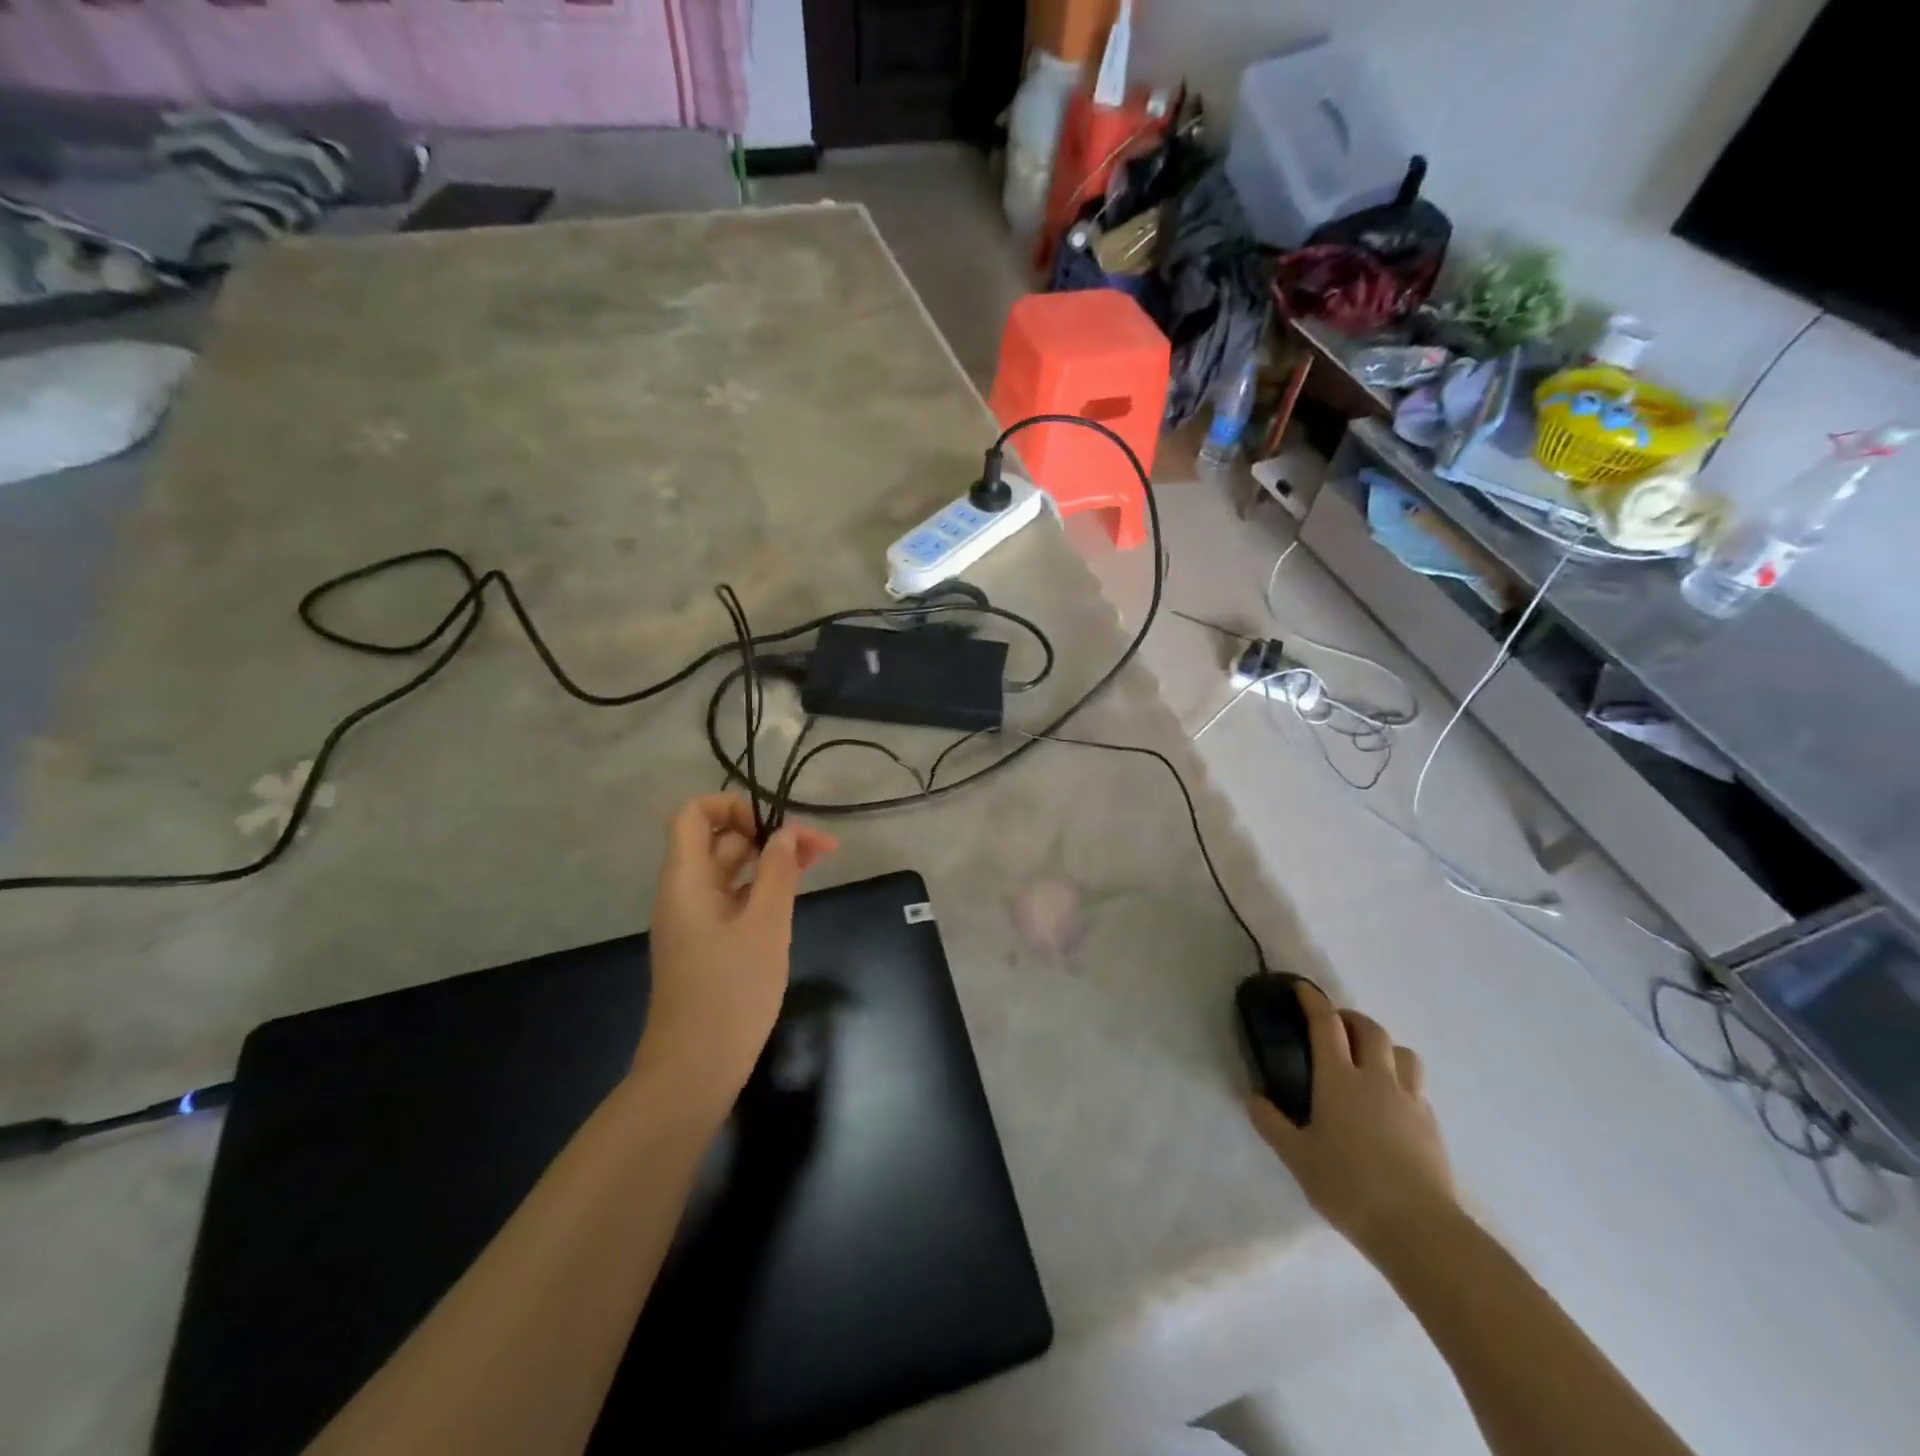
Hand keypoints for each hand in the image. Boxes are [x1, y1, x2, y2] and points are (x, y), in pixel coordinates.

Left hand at [633, 795, 837, 1117]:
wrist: (695, 1068)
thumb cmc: (730, 991)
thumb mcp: (765, 924)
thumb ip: (778, 871)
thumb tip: (788, 833)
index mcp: (686, 879)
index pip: (694, 814)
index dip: (732, 807)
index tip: (772, 828)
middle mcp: (686, 891)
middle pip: (720, 841)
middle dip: (768, 834)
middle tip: (820, 846)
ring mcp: (697, 919)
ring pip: (732, 870)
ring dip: (771, 860)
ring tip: (818, 861)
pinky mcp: (709, 943)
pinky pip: (735, 898)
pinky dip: (763, 888)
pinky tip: (795, 893)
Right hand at [1248, 981, 1455, 1258]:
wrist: (1419, 1230)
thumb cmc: (1349, 1186)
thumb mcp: (1297, 1157)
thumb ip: (1272, 1123)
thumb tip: (1252, 1097)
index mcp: (1339, 1080)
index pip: (1326, 1024)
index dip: (1313, 1001)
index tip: (1302, 989)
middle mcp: (1376, 1080)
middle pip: (1370, 1029)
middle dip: (1351, 1018)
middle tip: (1335, 1027)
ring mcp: (1410, 1101)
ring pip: (1403, 1054)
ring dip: (1384, 1047)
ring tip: (1368, 1061)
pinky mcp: (1431, 1126)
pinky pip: (1417, 1088)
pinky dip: (1401, 1082)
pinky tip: (1389, 1106)